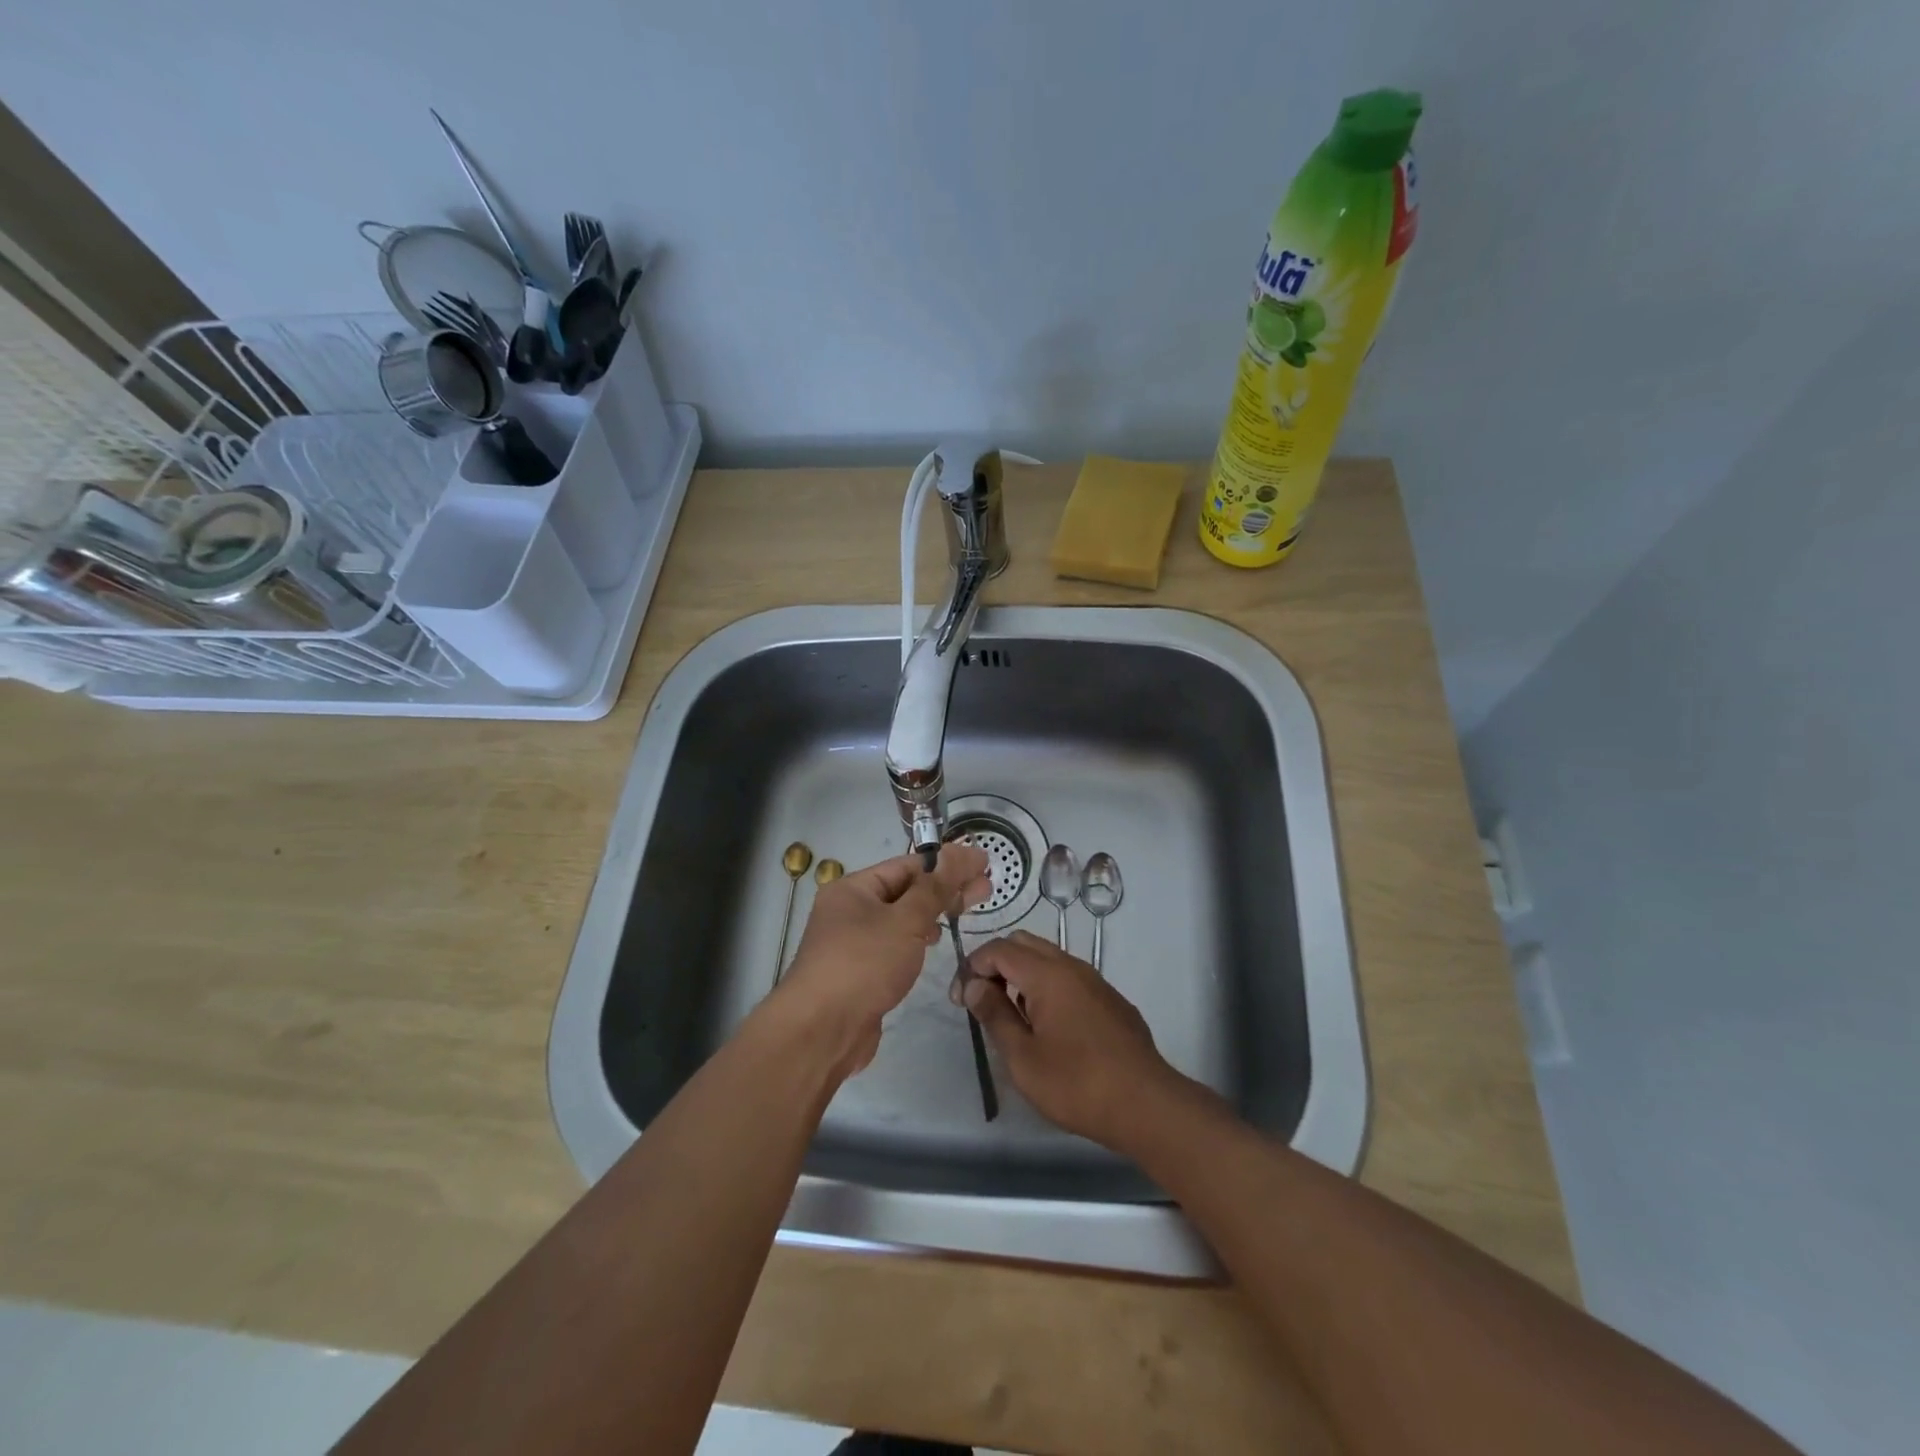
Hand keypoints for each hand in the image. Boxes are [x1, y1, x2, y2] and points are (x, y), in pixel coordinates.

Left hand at [775, 844, 989, 1076]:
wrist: (821, 1031)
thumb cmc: (863, 964)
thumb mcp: (905, 921)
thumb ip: (936, 888)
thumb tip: (960, 852)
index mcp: (853, 888)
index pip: (908, 865)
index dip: (948, 862)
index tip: (983, 863)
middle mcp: (849, 910)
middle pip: (906, 890)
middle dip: (946, 888)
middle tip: (987, 888)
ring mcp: (852, 942)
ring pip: (900, 918)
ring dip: (933, 912)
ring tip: (966, 911)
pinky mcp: (860, 972)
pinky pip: (894, 943)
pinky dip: (917, 938)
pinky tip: (934, 941)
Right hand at [961, 930, 1190, 1151]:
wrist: (1146, 1104)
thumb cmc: (1077, 1083)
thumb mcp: (1023, 1057)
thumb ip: (996, 1015)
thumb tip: (975, 986)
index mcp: (1047, 974)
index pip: (999, 949)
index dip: (973, 968)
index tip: (960, 1000)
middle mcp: (1072, 966)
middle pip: (1024, 944)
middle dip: (996, 964)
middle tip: (982, 1001)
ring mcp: (1095, 981)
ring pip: (1049, 958)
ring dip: (1022, 975)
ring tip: (1011, 1015)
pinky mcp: (1110, 1000)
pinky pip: (1069, 977)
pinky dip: (1047, 986)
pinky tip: (1047, 1026)